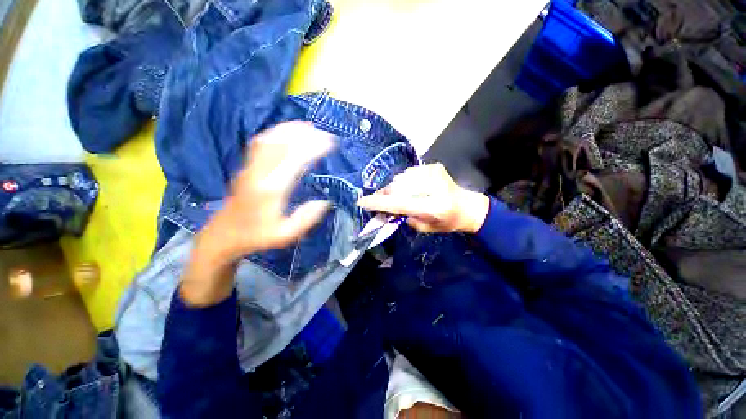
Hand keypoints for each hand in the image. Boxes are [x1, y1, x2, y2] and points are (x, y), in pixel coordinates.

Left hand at [181, 122, 333, 305]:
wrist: (223, 234)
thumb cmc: (256, 236)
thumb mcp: (285, 235)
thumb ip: (306, 219)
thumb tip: (325, 202)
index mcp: (271, 191)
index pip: (294, 161)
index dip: (313, 149)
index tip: (330, 144)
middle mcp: (259, 174)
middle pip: (281, 145)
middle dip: (305, 136)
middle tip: (325, 134)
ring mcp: (249, 168)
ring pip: (269, 140)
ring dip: (290, 130)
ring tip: (310, 127)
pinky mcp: (246, 166)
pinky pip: (260, 143)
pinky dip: (276, 132)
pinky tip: (288, 131)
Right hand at [357, 163, 488, 233]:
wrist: (466, 207)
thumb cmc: (446, 222)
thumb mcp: (424, 228)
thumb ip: (404, 217)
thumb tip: (386, 206)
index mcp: (433, 207)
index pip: (400, 203)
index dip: (379, 202)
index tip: (362, 202)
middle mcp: (433, 186)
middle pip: (397, 188)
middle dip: (386, 194)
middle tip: (381, 201)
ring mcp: (434, 173)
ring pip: (401, 179)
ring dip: (396, 188)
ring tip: (401, 195)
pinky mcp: (434, 166)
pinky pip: (409, 173)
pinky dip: (405, 181)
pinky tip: (412, 188)